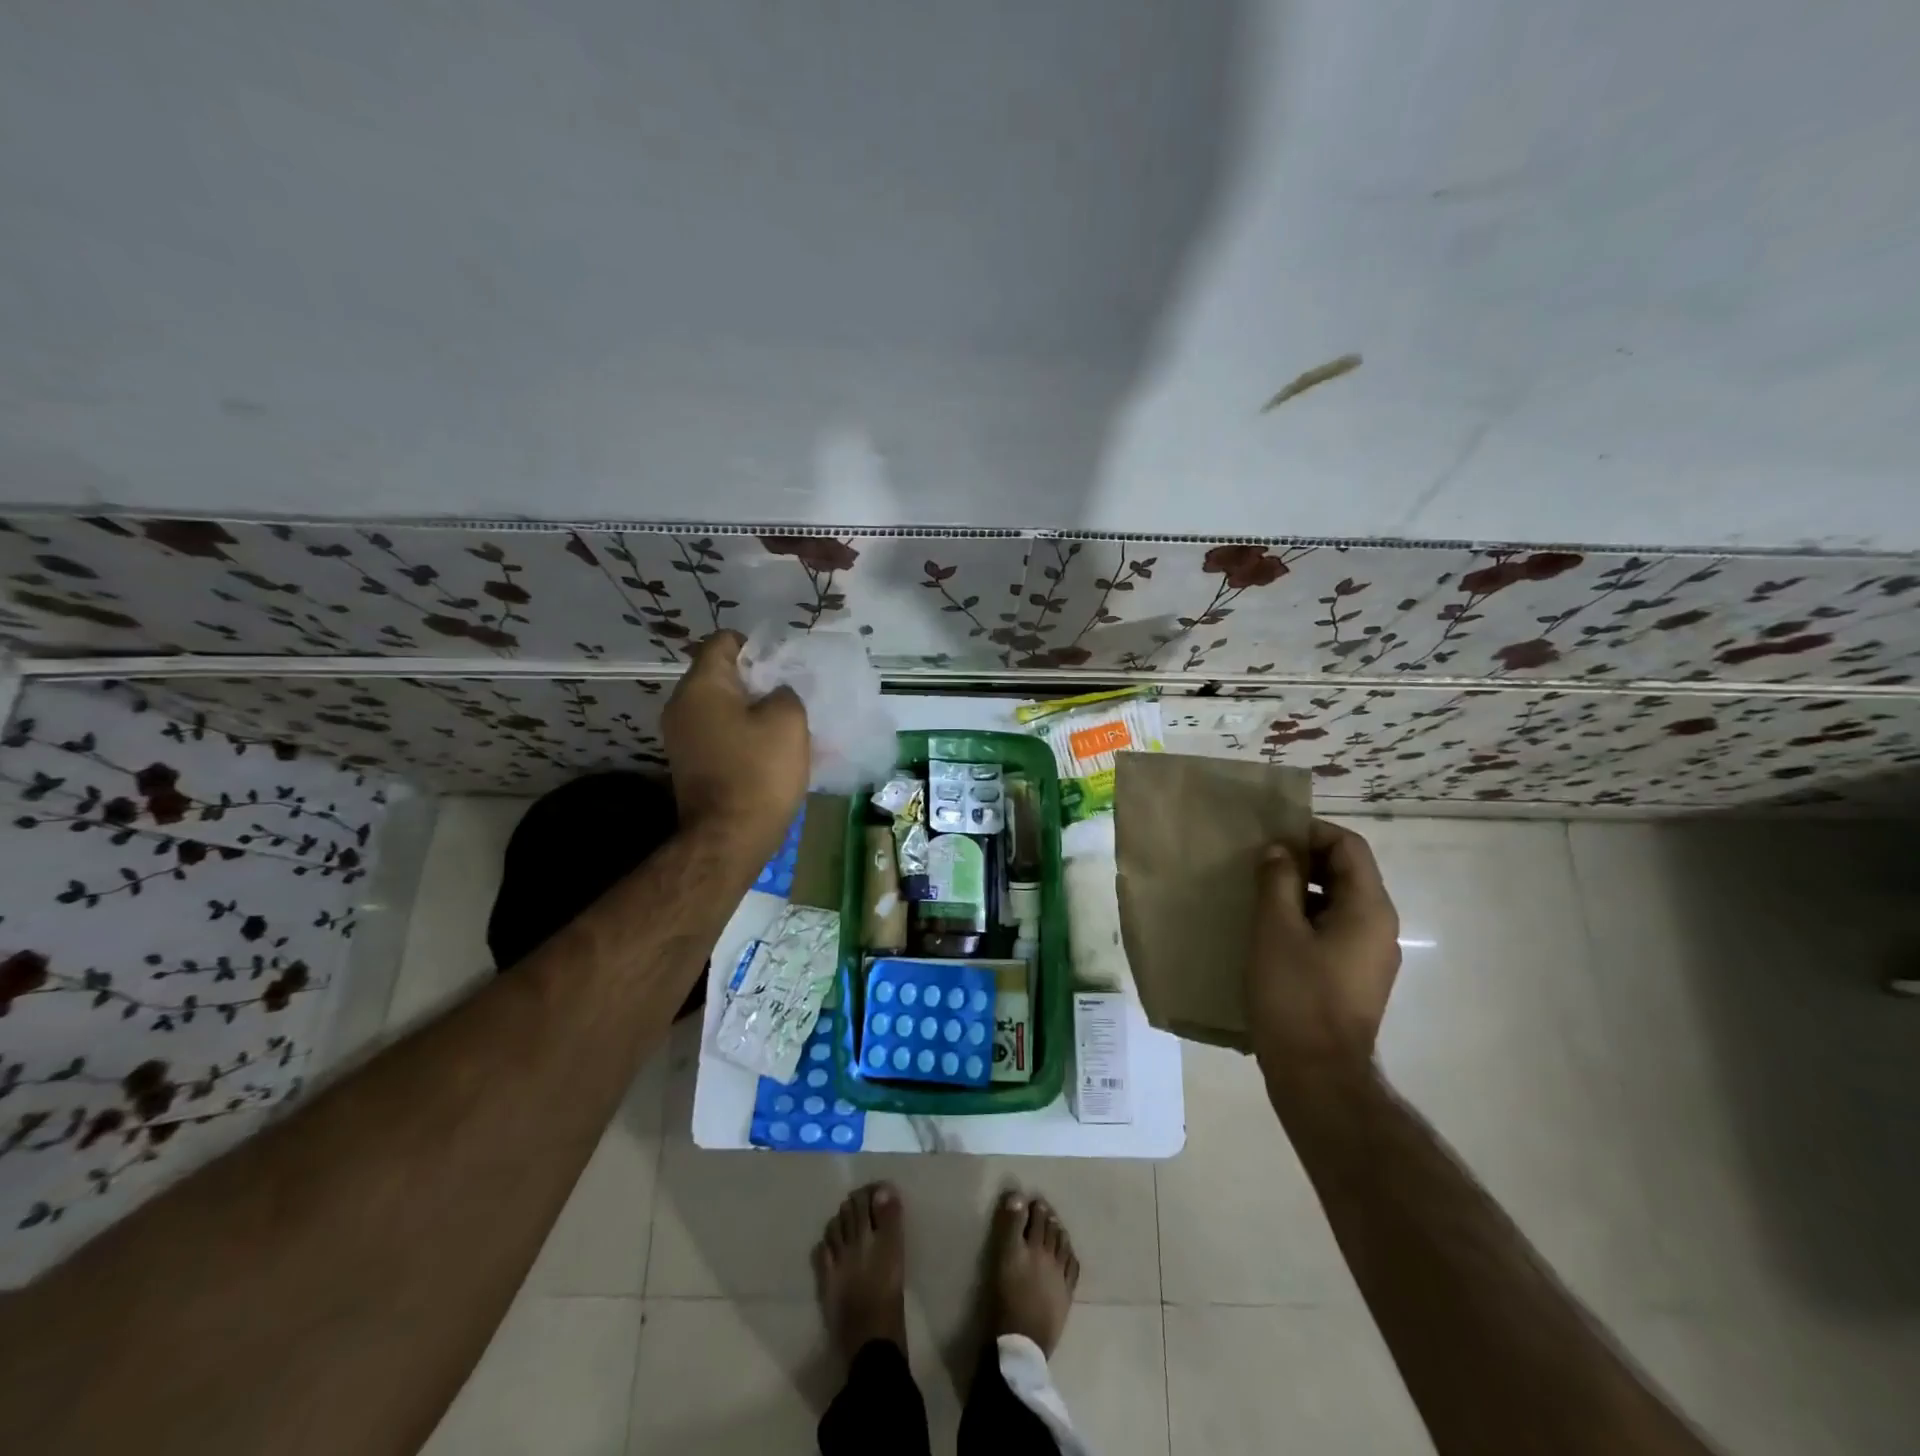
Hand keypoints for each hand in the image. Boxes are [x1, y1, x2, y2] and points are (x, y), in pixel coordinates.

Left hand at [663, 632, 809, 860]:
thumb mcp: (788, 720)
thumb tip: (775, 693)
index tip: (783, 664)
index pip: (722, 642)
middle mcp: (681, 706)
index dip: (755, 645)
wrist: (729, 837)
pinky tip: (768, 750)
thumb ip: (784, 692)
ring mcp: (681, 738)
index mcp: (701, 686)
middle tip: (790, 694)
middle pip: (720, 675)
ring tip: (784, 724)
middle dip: (757, 680)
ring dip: (751, 710)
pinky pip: (718, 734)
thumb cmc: (759, 771)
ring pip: (721, 707)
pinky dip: (742, 734)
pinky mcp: (690, 764)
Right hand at [1246, 819, 1400, 1087]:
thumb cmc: (1295, 994)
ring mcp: (1370, 955)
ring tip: (1258, 894)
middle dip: (1304, 860)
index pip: (1349, 847)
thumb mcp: (1276, 929)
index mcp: (1369, 909)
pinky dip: (1305, 918)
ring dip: (1301, 890)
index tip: (1270, 837)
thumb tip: (1279, 851)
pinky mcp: (1355, 977)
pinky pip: (1334, 930)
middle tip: (1258, 862)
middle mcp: (1379, 927)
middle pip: (1346, 872)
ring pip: (1338, 902)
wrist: (1317, 1074)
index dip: (1311, 832)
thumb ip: (1277, 881)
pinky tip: (1270, 930)